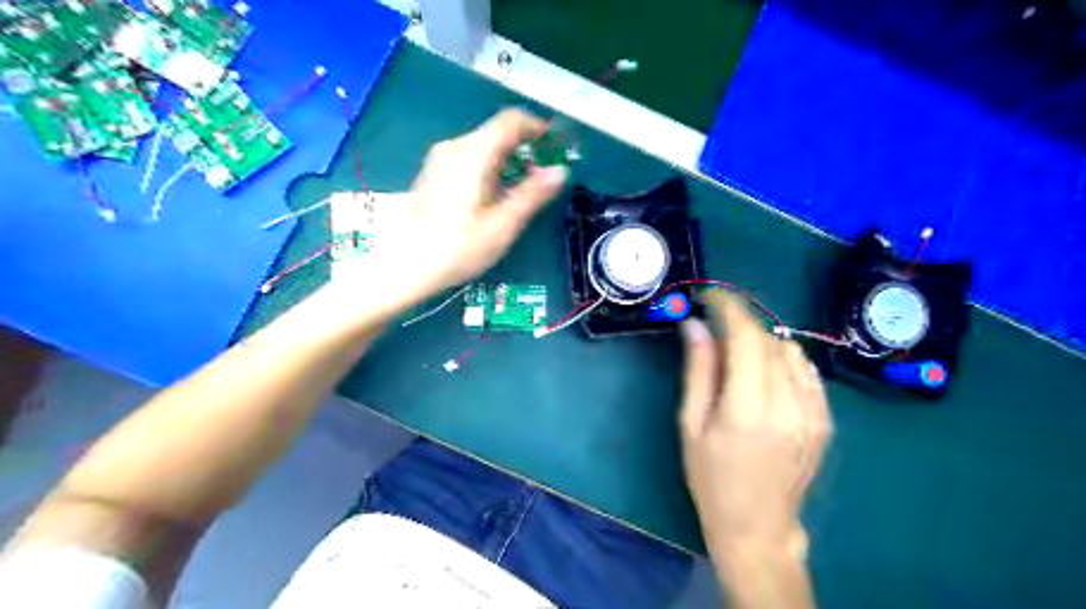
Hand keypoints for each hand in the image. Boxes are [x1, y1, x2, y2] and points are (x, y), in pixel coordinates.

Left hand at [363, 106, 569, 305]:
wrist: (406, 266)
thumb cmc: (459, 247)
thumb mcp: (503, 224)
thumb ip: (533, 194)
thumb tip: (560, 171)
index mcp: (473, 154)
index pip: (510, 121)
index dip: (537, 127)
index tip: (556, 145)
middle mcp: (454, 147)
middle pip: (496, 133)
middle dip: (524, 149)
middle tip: (542, 176)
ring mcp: (440, 159)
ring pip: (483, 146)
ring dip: (507, 160)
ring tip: (521, 191)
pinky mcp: (433, 174)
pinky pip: (469, 158)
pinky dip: (489, 168)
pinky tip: (493, 197)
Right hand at [678, 293, 833, 563]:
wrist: (758, 525)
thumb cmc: (711, 477)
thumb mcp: (691, 424)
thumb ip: (698, 370)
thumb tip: (694, 324)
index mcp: (748, 408)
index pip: (745, 336)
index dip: (728, 307)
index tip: (711, 294)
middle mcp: (788, 404)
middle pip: (767, 340)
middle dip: (740, 322)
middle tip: (715, 325)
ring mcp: (814, 412)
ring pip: (790, 350)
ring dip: (761, 341)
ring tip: (737, 355)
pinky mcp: (826, 419)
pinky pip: (806, 371)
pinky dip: (783, 359)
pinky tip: (764, 374)